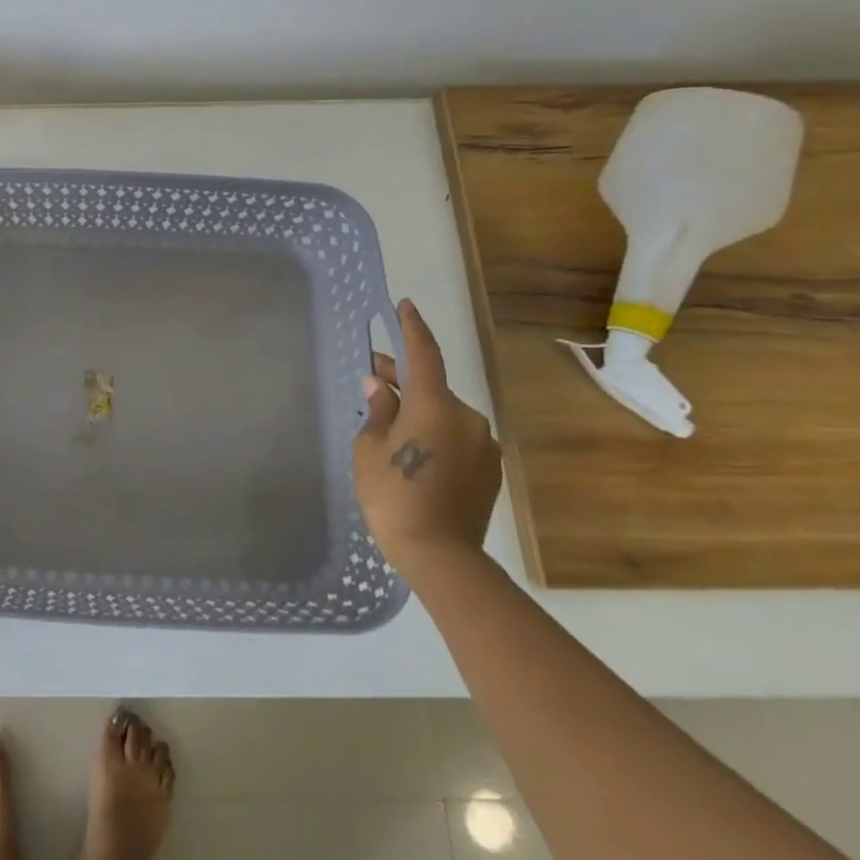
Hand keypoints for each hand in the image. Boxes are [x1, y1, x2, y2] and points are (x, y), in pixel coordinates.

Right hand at [351, 299, 502, 576]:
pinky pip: (457, 439)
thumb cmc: (393, 495)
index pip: (424, 354)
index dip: (412, 328)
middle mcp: (466, 417)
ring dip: (419, 411)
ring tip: (389, 423)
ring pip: (445, 415)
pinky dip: (435, 434)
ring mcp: (483, 445)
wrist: (440, 554)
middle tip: (374, 376)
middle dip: (403, 380)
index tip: (405, 306)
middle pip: (432, 387)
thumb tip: (380, 387)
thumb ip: (377, 412)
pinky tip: (413, 452)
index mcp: (435, 405)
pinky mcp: (489, 470)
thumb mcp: (370, 449)